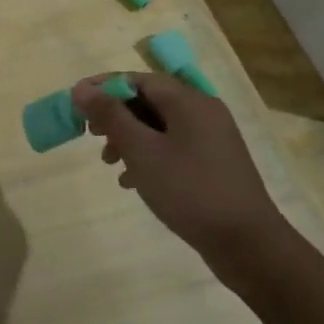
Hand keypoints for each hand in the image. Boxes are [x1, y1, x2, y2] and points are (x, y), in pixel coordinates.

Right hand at [72, 72, 295, 291]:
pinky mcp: (213, 165)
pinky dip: (149, 156)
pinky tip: (132, 182)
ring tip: (109, 163)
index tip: (76, 104)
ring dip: (129, 138)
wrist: (247, 244)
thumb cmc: (190, 190)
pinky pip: (173, 148)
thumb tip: (82, 89)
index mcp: (189, 101)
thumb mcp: (142, 151)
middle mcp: (204, 112)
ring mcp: (212, 139)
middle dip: (116, 115)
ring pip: (160, 126)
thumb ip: (111, 116)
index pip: (138, 79)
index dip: (104, 88)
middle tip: (91, 135)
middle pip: (149, 100)